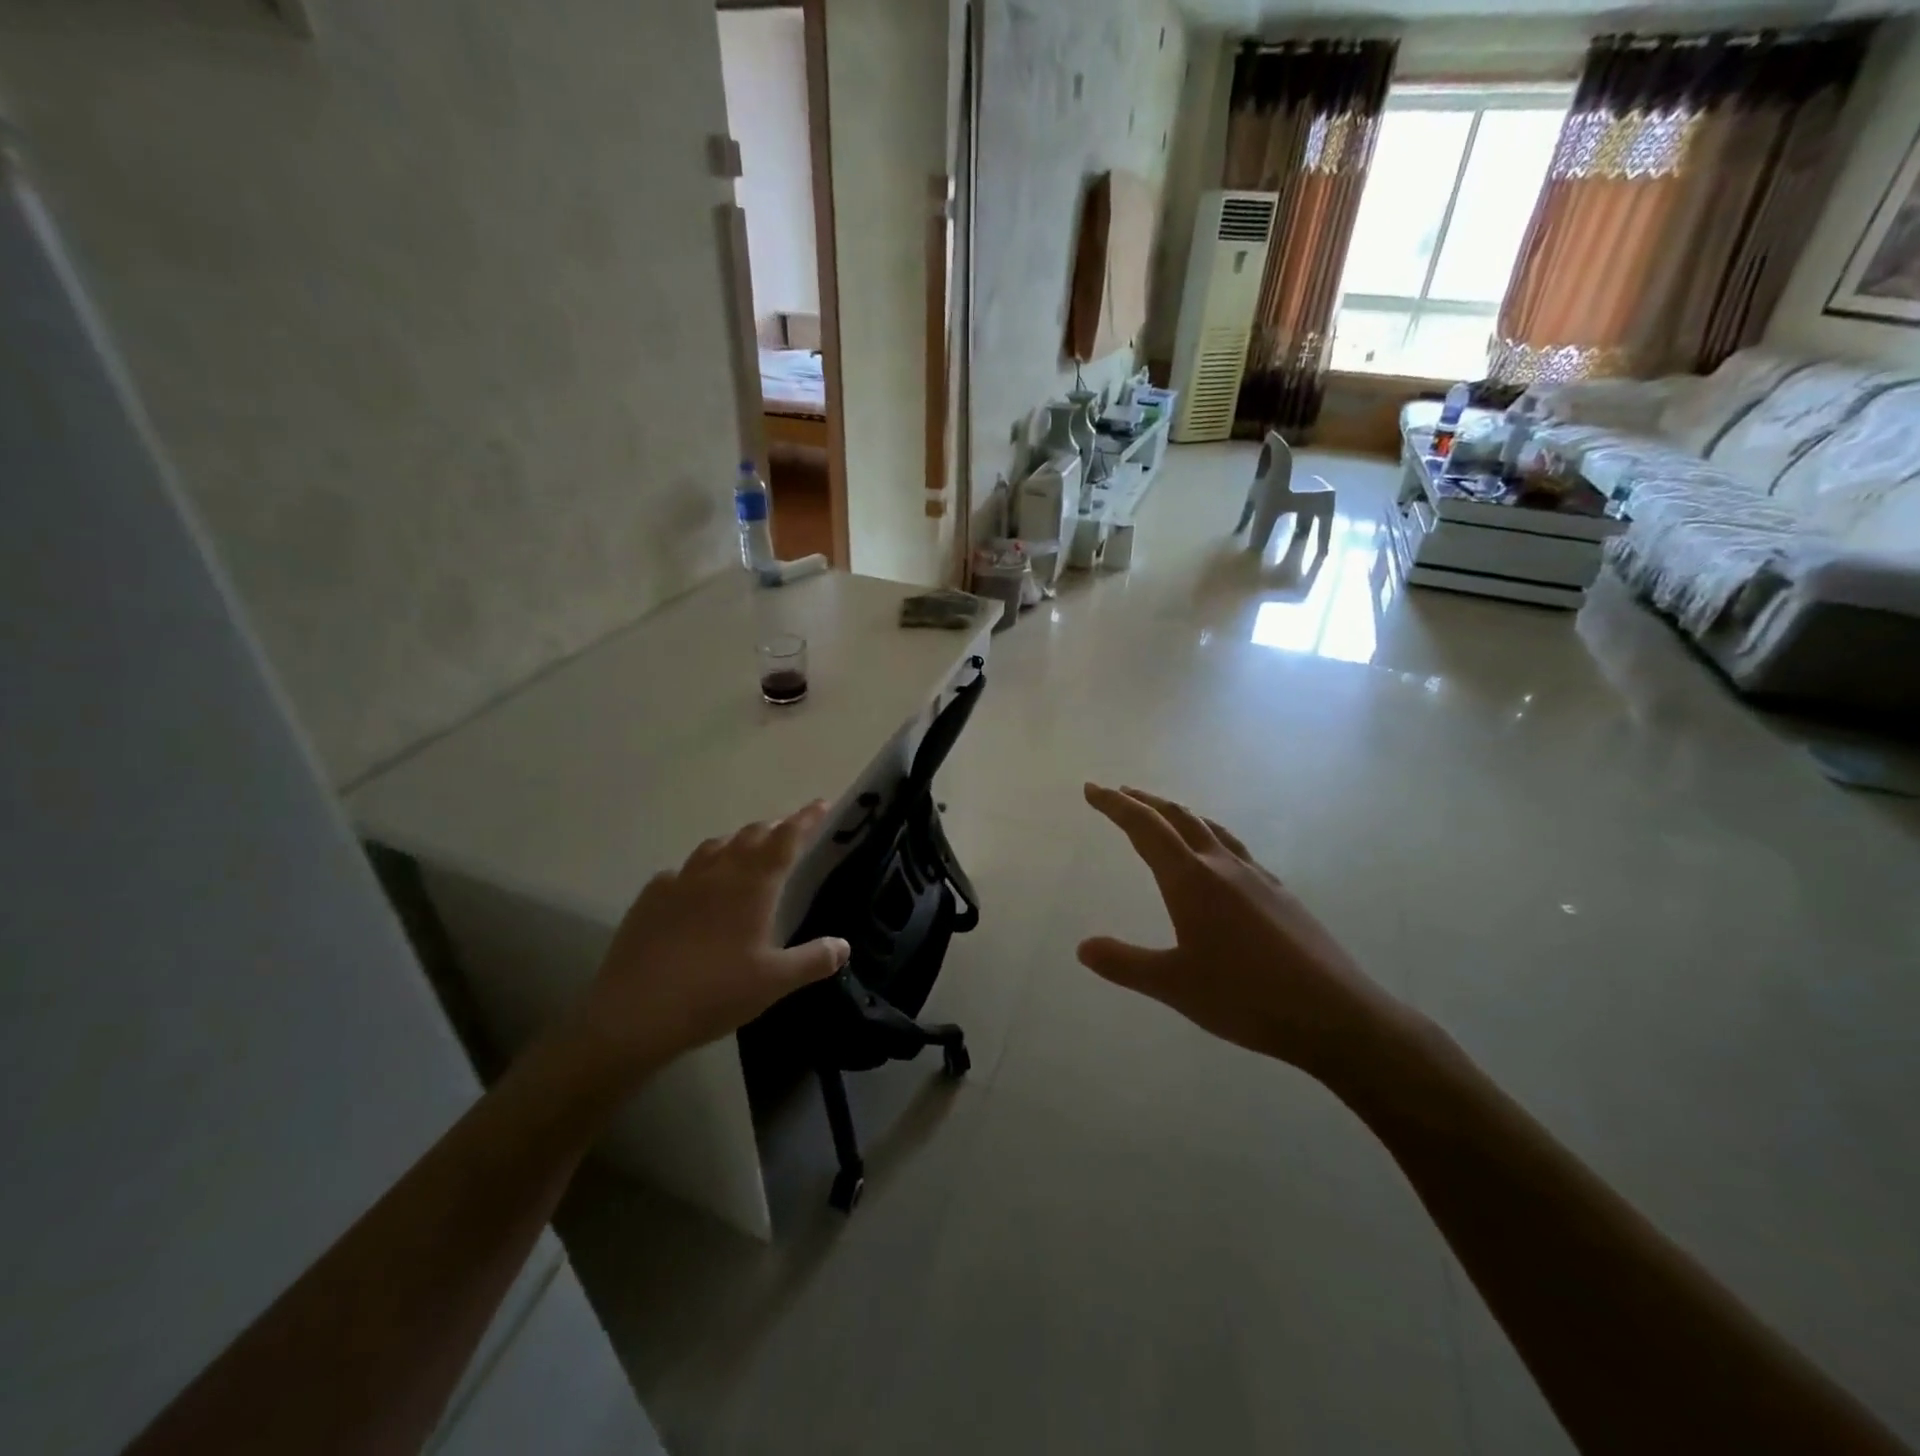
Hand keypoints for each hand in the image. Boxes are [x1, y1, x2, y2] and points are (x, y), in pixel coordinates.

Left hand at [570, 801, 849, 1080]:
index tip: (821, 804)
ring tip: (745, 852)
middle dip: (774, 829)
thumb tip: (843, 946)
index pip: (786, 839)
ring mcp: (680, 881)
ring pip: (714, 846)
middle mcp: (718, 872)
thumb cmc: (715, 993)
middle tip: (788, 833)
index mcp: (753, 885)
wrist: (635, 1013)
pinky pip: (681, 871)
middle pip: (751, 835)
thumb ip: (813, 960)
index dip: (806, 819)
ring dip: (736, 843)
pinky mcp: (650, 898)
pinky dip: (698, 870)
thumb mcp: (774, 982)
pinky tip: (695, 889)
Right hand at [1079, 784, 1413, 1082]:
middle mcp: (1222, 866)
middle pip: (1178, 818)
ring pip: (1210, 828)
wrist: (1335, 1014)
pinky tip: (1216, 859)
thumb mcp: (1174, 985)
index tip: (1092, 789)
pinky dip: (1210, 836)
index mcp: (1191, 880)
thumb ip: (1124, 964)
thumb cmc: (1246, 998)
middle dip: (1144, 802)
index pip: (1144, 828)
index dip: (1115, 805)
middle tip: (1120, 794)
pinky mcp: (1280, 892)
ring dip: (1179, 814)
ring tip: (1162, 814)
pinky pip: (1234, 848)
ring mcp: (1256, 876)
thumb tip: (1083, 947)